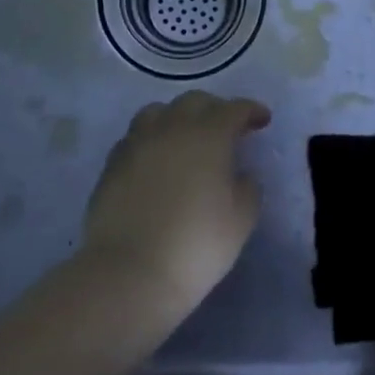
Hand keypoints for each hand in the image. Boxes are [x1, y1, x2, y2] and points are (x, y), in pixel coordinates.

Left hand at [81, 91, 270, 313]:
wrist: (130, 273)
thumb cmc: (197, 244)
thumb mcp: (242, 218)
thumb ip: (247, 187)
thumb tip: (239, 175)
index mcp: (209, 135)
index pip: (234, 109)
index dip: (251, 111)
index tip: (262, 120)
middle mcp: (171, 129)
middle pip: (194, 102)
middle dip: (215, 109)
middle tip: (227, 129)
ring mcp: (137, 144)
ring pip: (158, 112)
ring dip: (178, 118)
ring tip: (186, 138)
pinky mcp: (112, 165)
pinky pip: (135, 137)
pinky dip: (152, 139)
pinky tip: (157, 160)